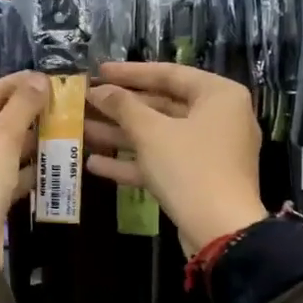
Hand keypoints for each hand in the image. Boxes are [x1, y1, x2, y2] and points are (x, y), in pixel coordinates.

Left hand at [0, 71, 47, 261]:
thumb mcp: (0, 140)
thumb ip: (21, 107)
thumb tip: (40, 79)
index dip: (6, 88)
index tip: (37, 79)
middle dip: (16, 117)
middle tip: (48, 104)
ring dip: (20, 144)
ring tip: (53, 129)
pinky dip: (16, 172)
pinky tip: (46, 164)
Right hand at [86, 62, 266, 254]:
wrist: (220, 231)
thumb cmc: (189, 168)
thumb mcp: (151, 132)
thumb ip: (123, 106)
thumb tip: (99, 90)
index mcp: (219, 95)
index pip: (169, 74)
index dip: (130, 73)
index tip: (98, 71)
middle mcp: (219, 118)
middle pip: (162, 106)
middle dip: (120, 108)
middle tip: (86, 102)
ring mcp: (209, 151)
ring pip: (159, 136)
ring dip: (120, 135)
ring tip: (81, 130)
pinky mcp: (198, 179)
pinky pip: (163, 162)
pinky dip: (133, 162)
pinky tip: (95, 164)